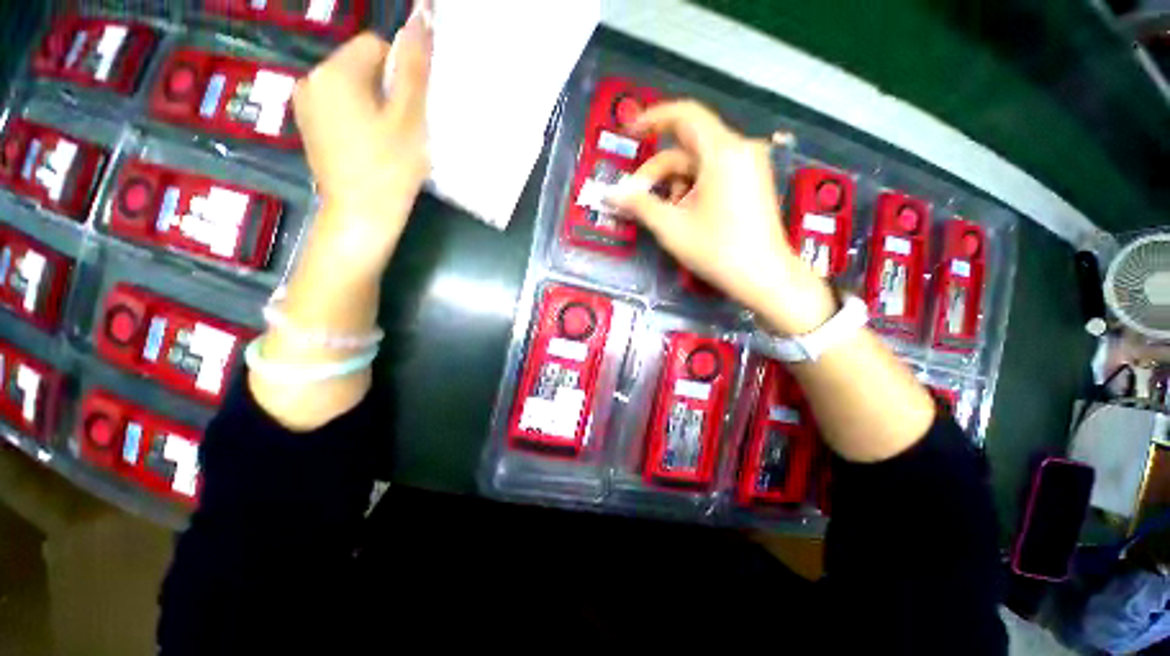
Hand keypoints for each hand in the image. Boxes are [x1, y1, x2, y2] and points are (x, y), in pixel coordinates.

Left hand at [292, 11, 431, 276]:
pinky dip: (360, 121)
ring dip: (375, 107)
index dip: (400, 76)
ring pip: (353, 89)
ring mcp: (306, 105)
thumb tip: (421, 17)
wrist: (362, 216)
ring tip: (387, 143)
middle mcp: (311, 79)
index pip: (376, 46)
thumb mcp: (409, 117)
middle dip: (386, 92)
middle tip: (401, 131)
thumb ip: (414, 67)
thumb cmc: (389, 168)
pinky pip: (341, 107)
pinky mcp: (309, 127)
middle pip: (362, 67)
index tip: (410, 112)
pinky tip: (370, 149)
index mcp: (335, 71)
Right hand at [606, 101, 836, 334]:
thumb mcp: (671, 227)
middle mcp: (738, 150)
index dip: (652, 119)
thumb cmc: (717, 250)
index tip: (629, 131)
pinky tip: (684, 213)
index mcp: (722, 152)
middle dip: (657, 171)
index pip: (684, 115)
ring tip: (664, 213)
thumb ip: (639, 205)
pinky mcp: (751, 182)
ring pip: (698, 163)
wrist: (764, 276)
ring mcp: (748, 166)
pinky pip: (713, 174)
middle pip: (687, 147)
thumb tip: (612, 194)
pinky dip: (692, 188)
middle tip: (635, 198)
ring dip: (673, 184)